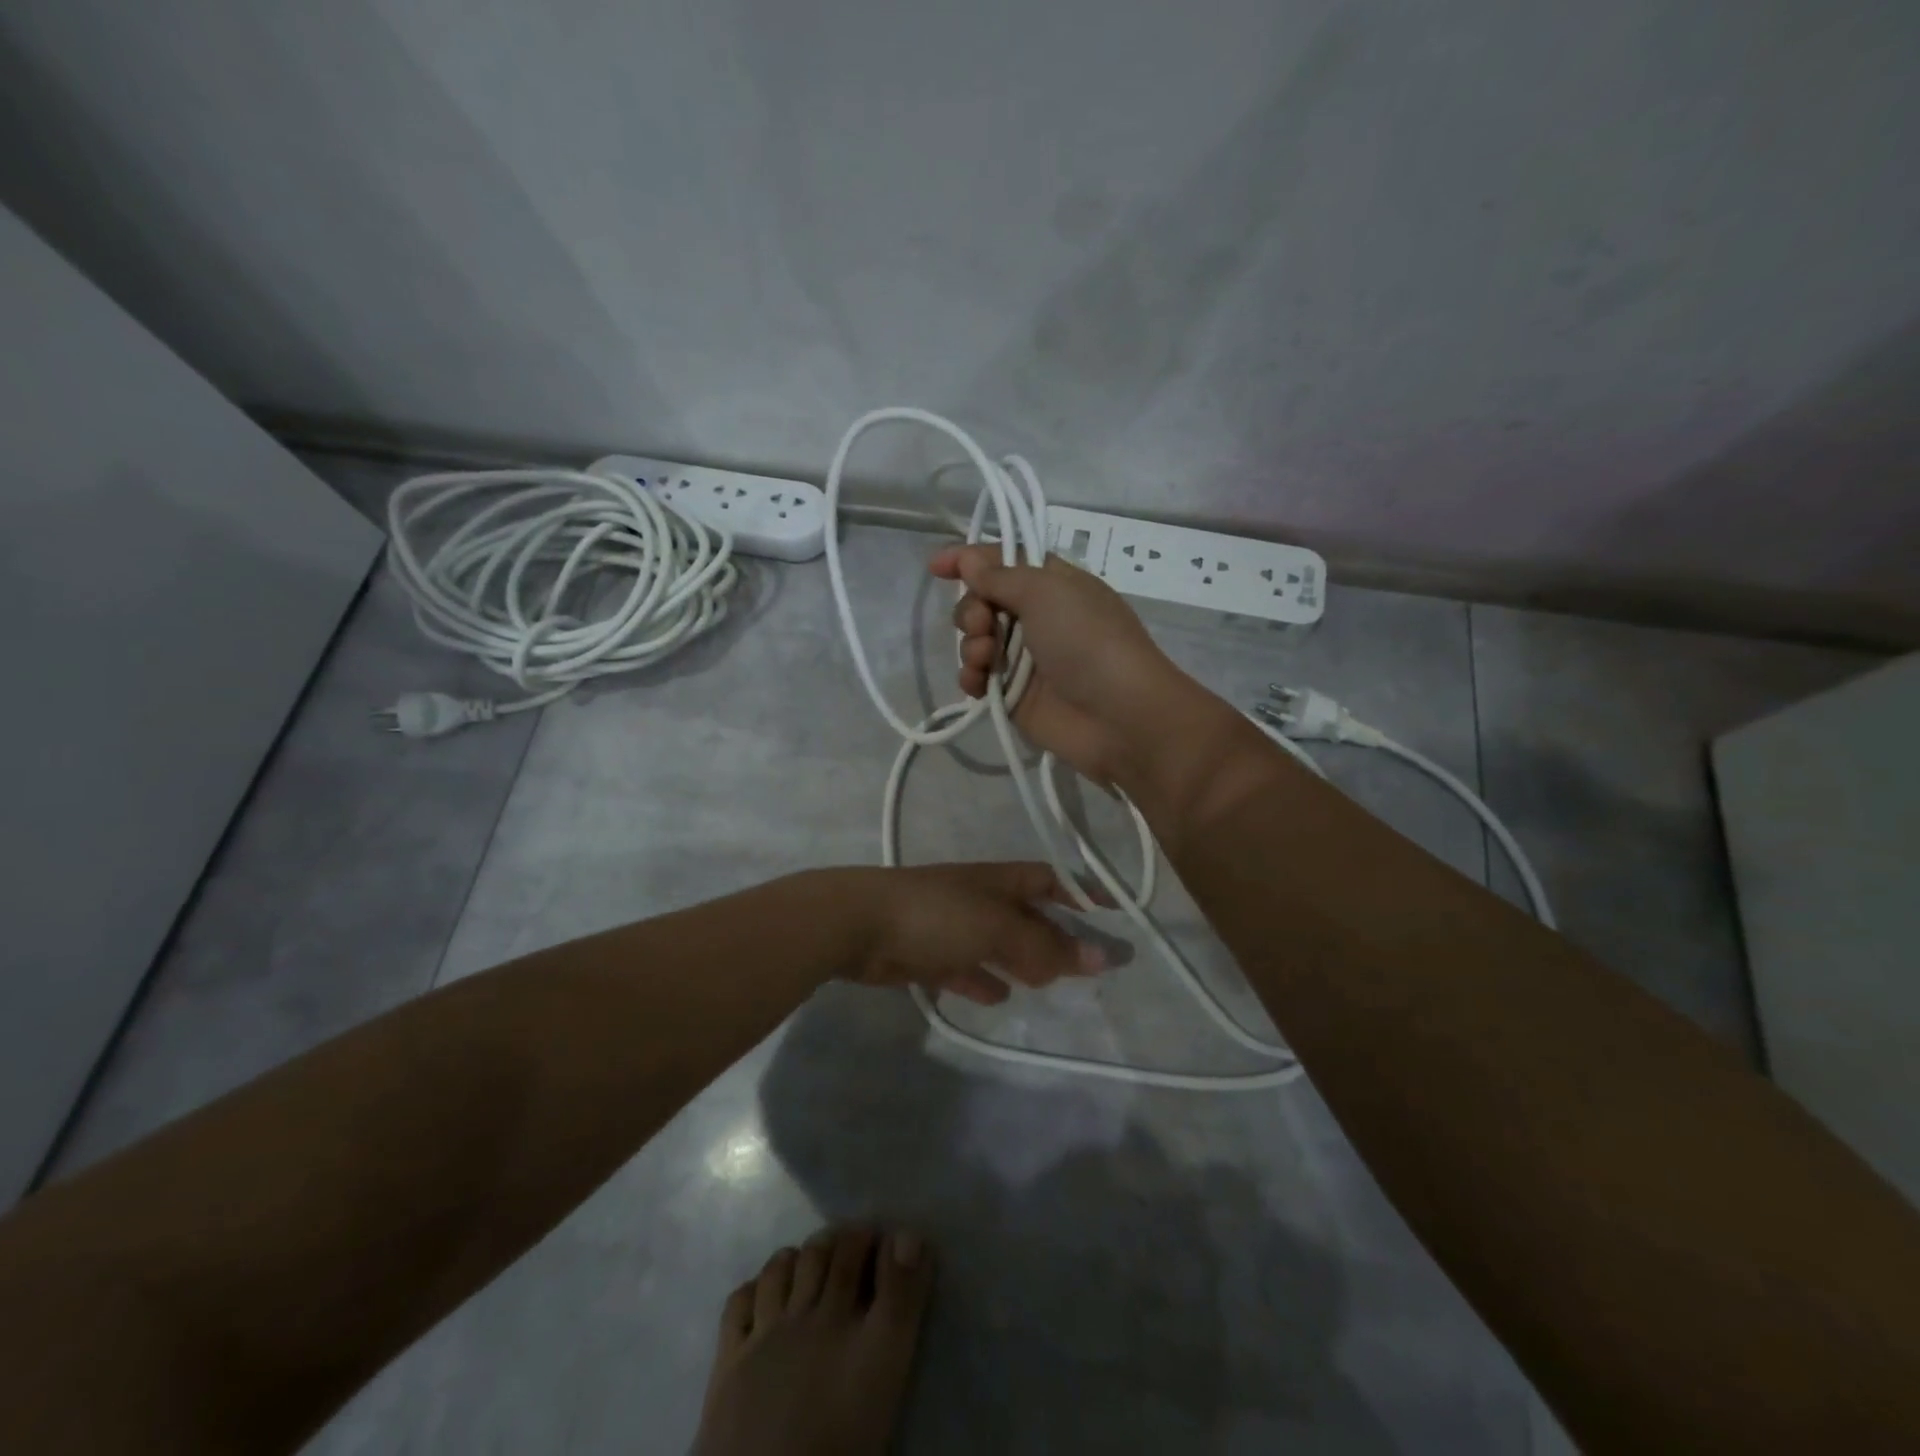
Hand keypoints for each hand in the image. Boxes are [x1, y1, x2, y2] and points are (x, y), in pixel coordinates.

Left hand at [829, 863, 1104, 1005]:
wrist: (859, 925)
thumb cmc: (937, 916)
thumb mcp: (998, 928)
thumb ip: (1047, 947)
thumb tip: (1102, 959)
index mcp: (998, 881)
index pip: (1049, 880)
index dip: (1080, 893)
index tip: (1110, 914)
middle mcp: (978, 899)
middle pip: (1026, 916)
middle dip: (1053, 937)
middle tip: (1082, 967)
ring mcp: (951, 926)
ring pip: (996, 944)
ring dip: (1019, 961)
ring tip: (1045, 984)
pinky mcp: (927, 954)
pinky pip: (964, 968)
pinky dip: (982, 980)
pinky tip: (997, 997)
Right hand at [930, 545, 1244, 788]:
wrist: (1119, 717)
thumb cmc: (1088, 641)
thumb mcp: (1047, 592)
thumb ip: (1001, 575)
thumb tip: (969, 558)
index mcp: (1052, 584)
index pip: (1003, 561)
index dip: (969, 560)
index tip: (937, 567)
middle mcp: (1037, 617)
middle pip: (983, 601)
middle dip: (972, 610)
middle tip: (984, 624)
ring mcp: (1024, 659)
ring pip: (976, 640)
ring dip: (970, 644)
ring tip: (984, 658)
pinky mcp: (1013, 696)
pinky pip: (977, 678)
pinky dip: (971, 677)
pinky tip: (977, 683)